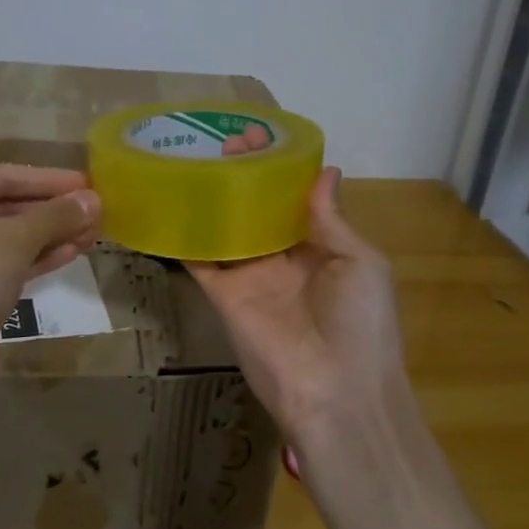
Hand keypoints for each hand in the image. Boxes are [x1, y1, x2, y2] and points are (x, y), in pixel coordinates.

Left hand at [0, 165, 101, 396]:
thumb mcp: (16, 239)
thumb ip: (56, 215)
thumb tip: (93, 200)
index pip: (2, 176)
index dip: (47, 179)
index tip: (86, 183)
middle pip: (6, 207)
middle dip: (52, 210)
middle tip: (94, 210)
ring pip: (9, 239)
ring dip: (50, 234)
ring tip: (91, 232)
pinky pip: (7, 265)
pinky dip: (37, 258)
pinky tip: (71, 254)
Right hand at [189, 168, 409, 447]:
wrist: (334, 390)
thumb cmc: (360, 322)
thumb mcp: (361, 263)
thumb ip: (332, 219)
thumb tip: (324, 171)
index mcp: (320, 250)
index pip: (293, 203)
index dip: (277, 173)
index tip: (257, 138)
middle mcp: (281, 259)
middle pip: (255, 213)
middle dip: (239, 180)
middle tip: (218, 141)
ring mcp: (249, 276)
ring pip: (224, 231)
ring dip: (210, 201)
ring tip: (189, 159)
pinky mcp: (222, 294)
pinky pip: (198, 261)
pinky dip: (181, 237)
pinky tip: (166, 204)